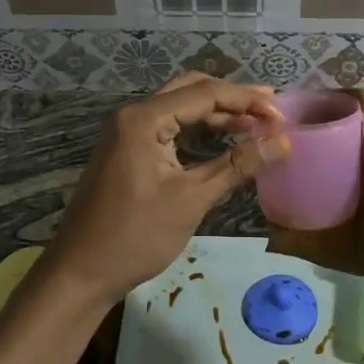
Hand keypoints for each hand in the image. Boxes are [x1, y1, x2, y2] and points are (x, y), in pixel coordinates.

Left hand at [37, 74, 288, 310]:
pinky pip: (169, 127)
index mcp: (143, 118)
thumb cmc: (136, 236)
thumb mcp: (192, 199)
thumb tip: (283, 143)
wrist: (81, 272)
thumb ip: (238, 165)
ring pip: (180, 108)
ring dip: (217, 114)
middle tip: (270, 110)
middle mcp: (133, 115)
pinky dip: (198, 130)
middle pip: (191, 91)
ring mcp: (127, 132)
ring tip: (255, 123)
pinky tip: (224, 139)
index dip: (246, 102)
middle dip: (232, 98)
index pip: (205, 94)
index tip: (281, 116)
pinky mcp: (128, 150)